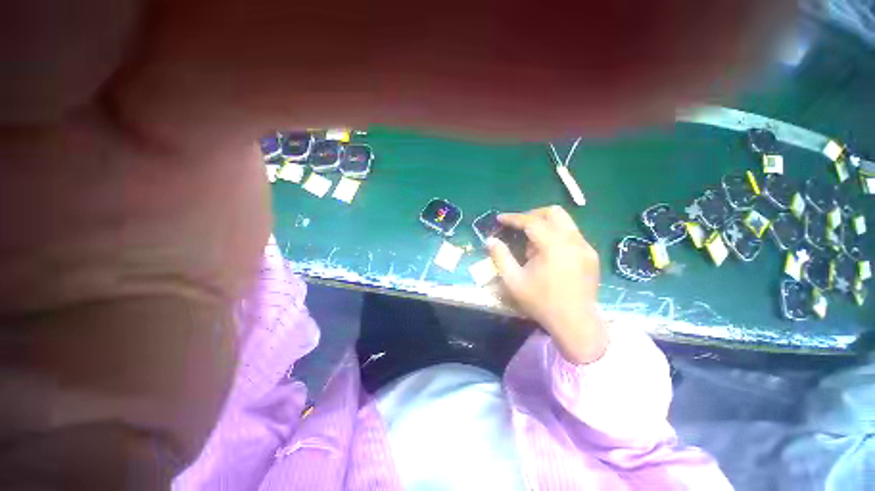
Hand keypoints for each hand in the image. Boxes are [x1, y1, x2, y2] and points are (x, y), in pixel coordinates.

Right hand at [487, 206, 606, 364]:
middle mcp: (573, 241)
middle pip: (553, 212)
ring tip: (532, 244)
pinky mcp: (591, 255)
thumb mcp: (513, 281)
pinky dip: (555, 235)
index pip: (532, 221)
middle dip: (532, 215)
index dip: (513, 217)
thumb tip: (490, 240)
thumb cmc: (541, 303)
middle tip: (518, 226)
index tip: (500, 218)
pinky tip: (547, 253)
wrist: (576, 324)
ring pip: (565, 222)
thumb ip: (500, 257)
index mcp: (554, 247)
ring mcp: (585, 247)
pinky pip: (571, 234)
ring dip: (544, 225)